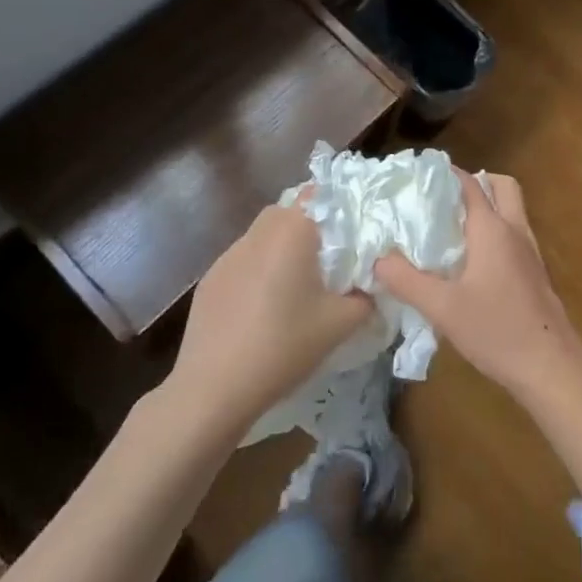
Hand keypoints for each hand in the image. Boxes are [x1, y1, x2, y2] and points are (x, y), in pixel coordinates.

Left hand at [169, 203, 374, 434]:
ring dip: (281, 250)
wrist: (214, 387)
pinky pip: (243, 261)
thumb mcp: (340, 324)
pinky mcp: (210, 280)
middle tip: (328, 261)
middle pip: (288, 212)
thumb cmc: (283, 345)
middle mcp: (258, 233)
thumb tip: (370, 287)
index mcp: (291, 232)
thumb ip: (365, 298)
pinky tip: (262, 309)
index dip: (337, 208)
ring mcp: (228, 255)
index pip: (317, 195)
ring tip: (295, 287)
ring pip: (263, 236)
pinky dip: (258, 272)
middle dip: (309, 228)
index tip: (352, 234)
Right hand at [376, 170, 581, 413]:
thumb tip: (377, 260)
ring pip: (511, 211)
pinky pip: (514, 235)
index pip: (470, 184)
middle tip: (444, 200)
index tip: (418, 177)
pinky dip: (495, 233)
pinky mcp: (535, 273)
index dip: (446, 174)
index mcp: (493, 229)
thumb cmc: (497, 330)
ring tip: (450, 229)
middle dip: (475, 183)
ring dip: (487, 208)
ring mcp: (530, 252)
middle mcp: (515, 231)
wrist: (552, 367)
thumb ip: (407, 281)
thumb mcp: (443, 308)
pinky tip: (471, 263)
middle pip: (501, 186)